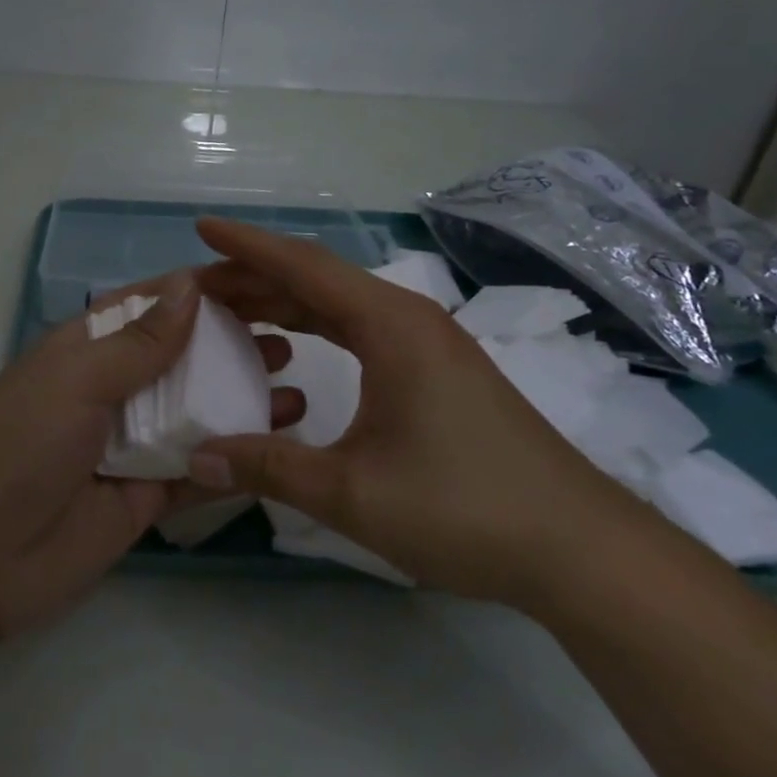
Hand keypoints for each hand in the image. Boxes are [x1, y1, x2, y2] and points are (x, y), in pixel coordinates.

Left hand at [0, 269, 304, 641]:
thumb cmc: (21, 446)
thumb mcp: (77, 380)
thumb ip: (139, 341)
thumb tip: (192, 285)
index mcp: (87, 350)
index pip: (152, 306)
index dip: (202, 291)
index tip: (262, 282)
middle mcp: (112, 390)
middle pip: (182, 358)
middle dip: (232, 345)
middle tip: (292, 339)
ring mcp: (131, 444)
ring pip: (197, 412)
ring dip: (243, 399)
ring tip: (298, 388)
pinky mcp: (147, 496)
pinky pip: (198, 469)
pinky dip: (235, 455)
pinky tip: (280, 443)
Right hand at [188, 217, 643, 603]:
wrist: (580, 548)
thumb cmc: (464, 508)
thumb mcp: (353, 492)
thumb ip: (268, 469)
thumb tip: (197, 459)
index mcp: (390, 324)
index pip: (303, 266)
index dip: (246, 246)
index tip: (199, 228)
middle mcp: (407, 318)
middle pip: (316, 279)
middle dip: (253, 277)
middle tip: (196, 289)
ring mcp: (426, 342)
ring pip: (338, 304)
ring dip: (283, 302)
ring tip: (229, 311)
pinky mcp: (436, 370)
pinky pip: (359, 330)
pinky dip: (315, 328)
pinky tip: (292, 348)